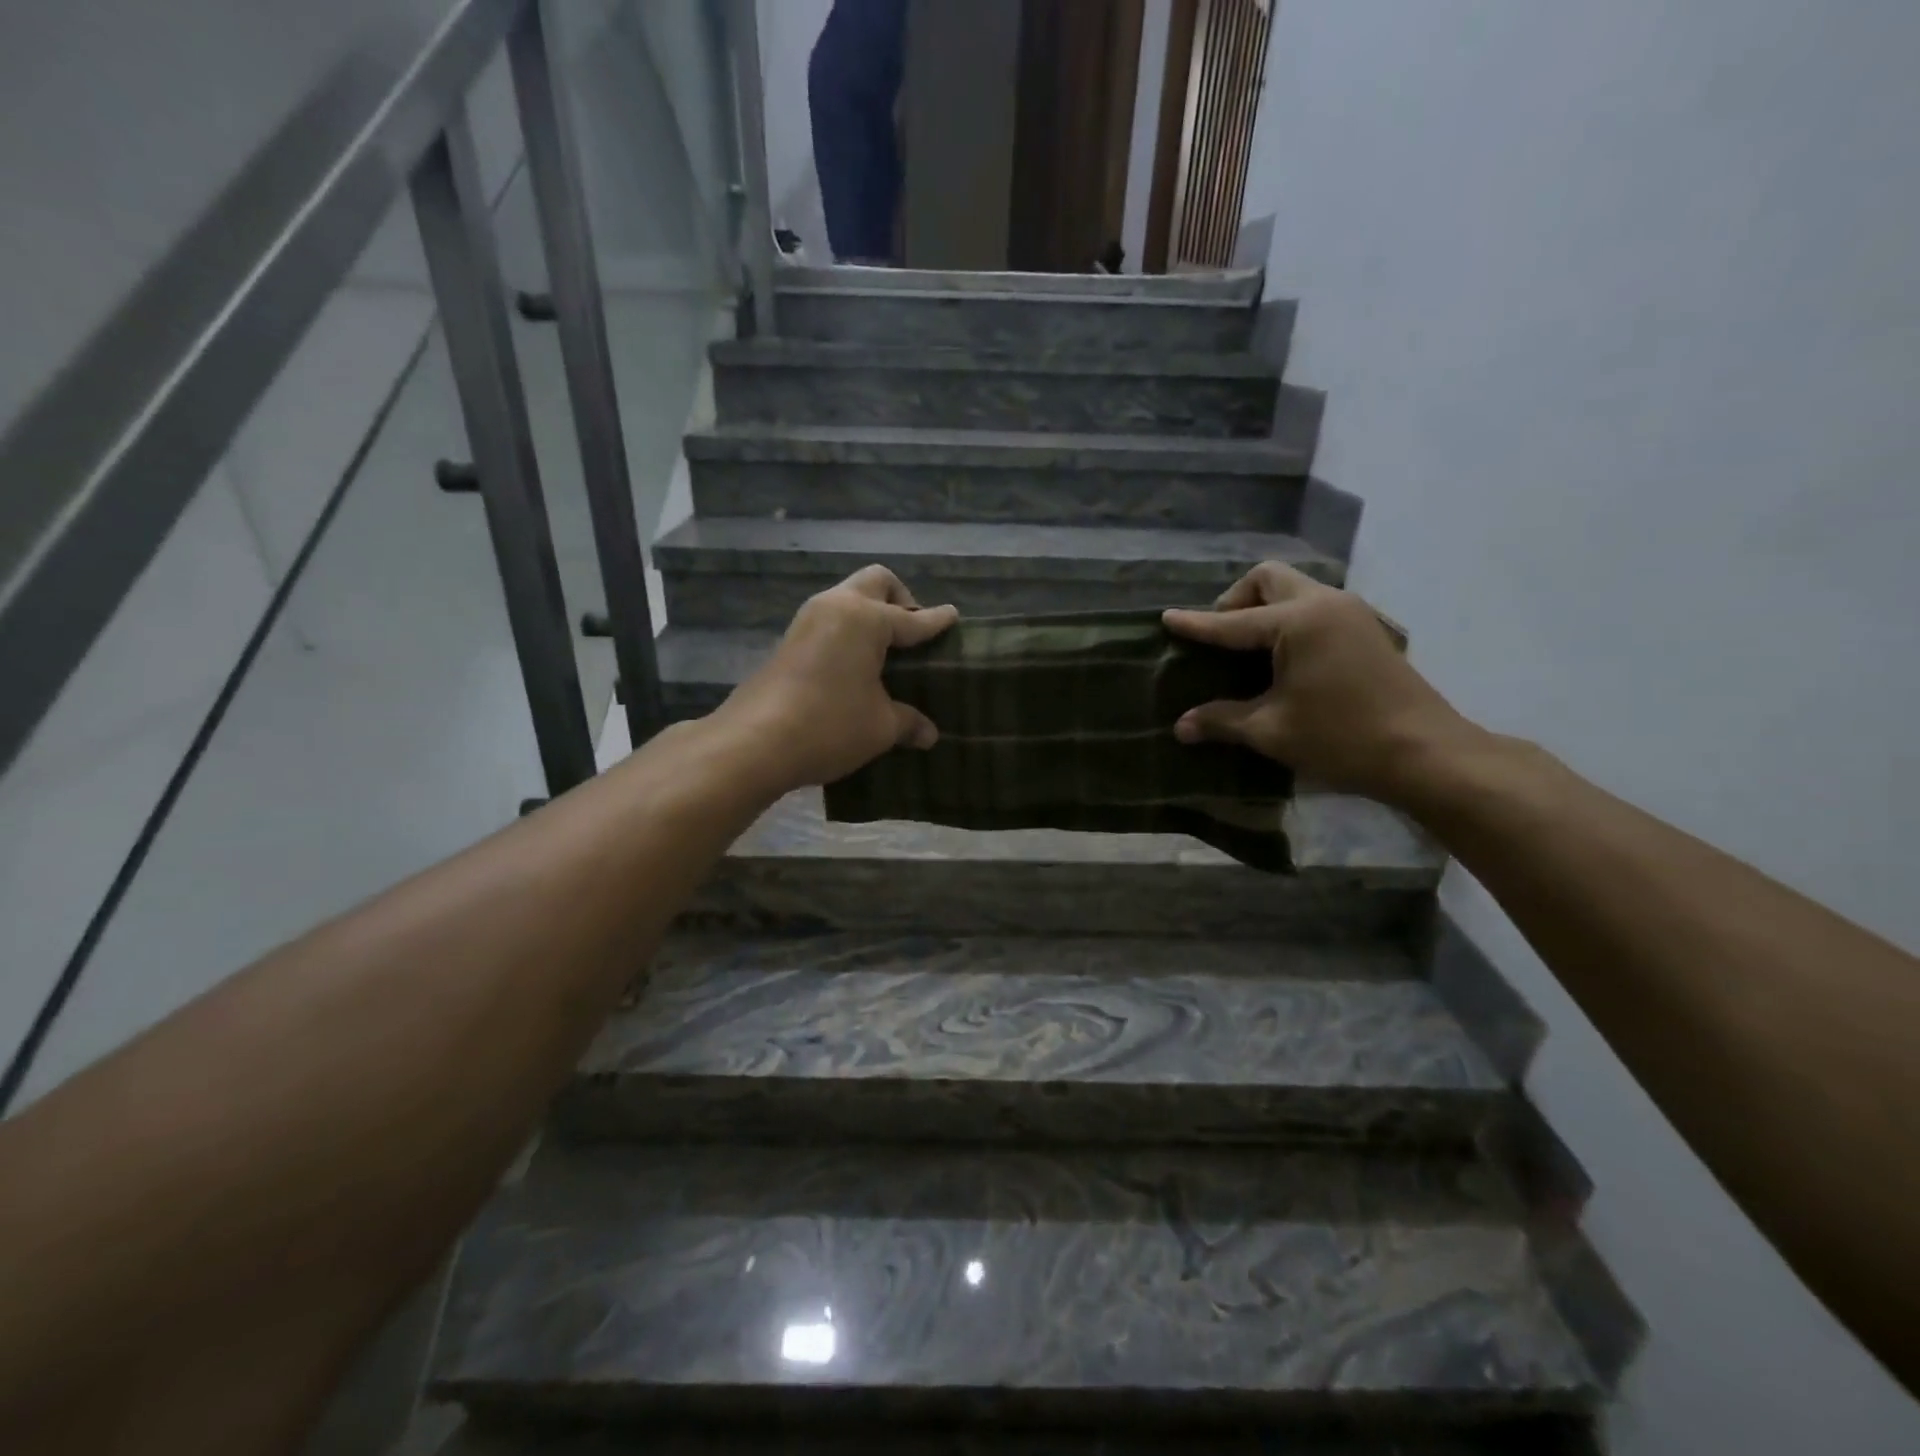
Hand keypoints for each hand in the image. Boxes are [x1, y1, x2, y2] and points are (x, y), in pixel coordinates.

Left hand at [714, 565, 957, 793]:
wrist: (754, 742)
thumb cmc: (829, 725)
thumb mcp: (880, 727)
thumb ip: (908, 722)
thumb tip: (929, 734)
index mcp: (866, 619)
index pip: (912, 619)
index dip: (936, 621)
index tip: (953, 616)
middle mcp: (836, 607)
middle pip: (876, 582)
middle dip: (901, 599)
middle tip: (913, 633)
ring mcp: (807, 620)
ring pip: (848, 597)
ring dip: (871, 613)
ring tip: (886, 651)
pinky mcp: (789, 640)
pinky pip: (831, 620)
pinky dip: (850, 630)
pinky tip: (856, 665)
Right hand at [1162, 562, 1472, 802]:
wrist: (1426, 753)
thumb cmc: (1342, 738)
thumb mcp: (1271, 730)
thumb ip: (1222, 720)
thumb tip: (1180, 727)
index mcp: (1297, 621)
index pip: (1231, 622)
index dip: (1195, 624)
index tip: (1166, 619)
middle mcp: (1324, 603)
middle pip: (1268, 578)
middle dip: (1235, 600)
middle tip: (1219, 636)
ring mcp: (1350, 612)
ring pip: (1294, 588)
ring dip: (1264, 607)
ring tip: (1246, 648)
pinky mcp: (1365, 629)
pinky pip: (1313, 606)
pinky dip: (1288, 618)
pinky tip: (1281, 657)